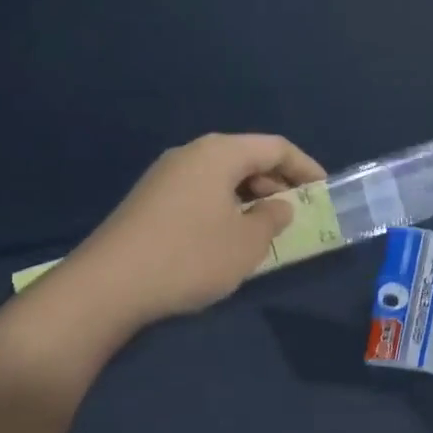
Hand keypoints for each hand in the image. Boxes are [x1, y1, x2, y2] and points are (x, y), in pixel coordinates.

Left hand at [67, 133, 326, 332]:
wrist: (108, 285)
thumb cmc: (190, 258)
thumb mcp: (246, 243)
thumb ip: (272, 219)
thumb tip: (278, 206)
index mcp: (219, 153)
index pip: (275, 147)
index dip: (305, 166)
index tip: (325, 190)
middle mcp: (191, 154)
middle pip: (246, 158)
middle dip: (277, 183)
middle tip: (298, 213)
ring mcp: (165, 176)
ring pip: (222, 177)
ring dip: (250, 198)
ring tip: (267, 229)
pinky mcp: (149, 200)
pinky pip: (200, 193)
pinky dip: (225, 207)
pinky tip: (228, 238)